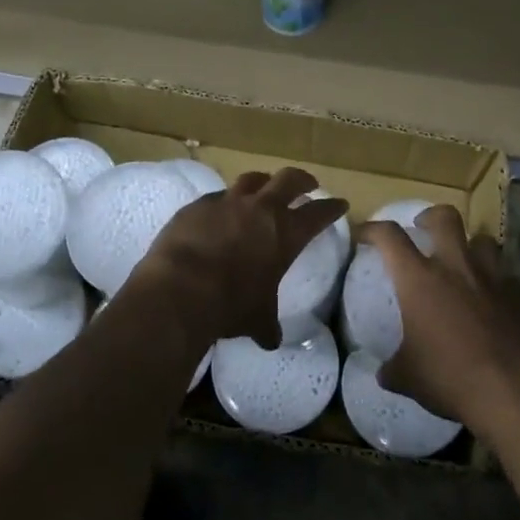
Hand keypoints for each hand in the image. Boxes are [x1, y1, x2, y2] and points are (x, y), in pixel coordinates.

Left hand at [128, 167, 346, 350]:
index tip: (340, 204)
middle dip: (302, 180)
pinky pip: (217, 196)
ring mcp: (227, 202)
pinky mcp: (198, 205)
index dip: (331, 208)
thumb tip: (271, 340)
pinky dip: (225, 201)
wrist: (180, 288)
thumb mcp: (257, 318)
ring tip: (265, 187)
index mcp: (286, 233)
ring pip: (252, 179)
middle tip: (308, 184)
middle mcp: (260, 209)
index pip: (319, 214)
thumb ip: (267, 324)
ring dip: (263, 182)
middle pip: (289, 180)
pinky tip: (221, 211)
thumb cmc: (230, 304)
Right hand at [359, 206, 519, 433]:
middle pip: (445, 217)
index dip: (374, 229)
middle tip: (424, 228)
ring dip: (470, 246)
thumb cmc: (452, 377)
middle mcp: (456, 267)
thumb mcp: (410, 378)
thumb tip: (384, 373)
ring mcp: (493, 277)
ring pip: (483, 240)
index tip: (365, 234)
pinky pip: (506, 277)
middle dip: (431, 216)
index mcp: (420, 279)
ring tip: (465, 263)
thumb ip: (393, 369)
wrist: (516, 389)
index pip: (390, 236)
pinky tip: (494, 303)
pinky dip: (496, 283)